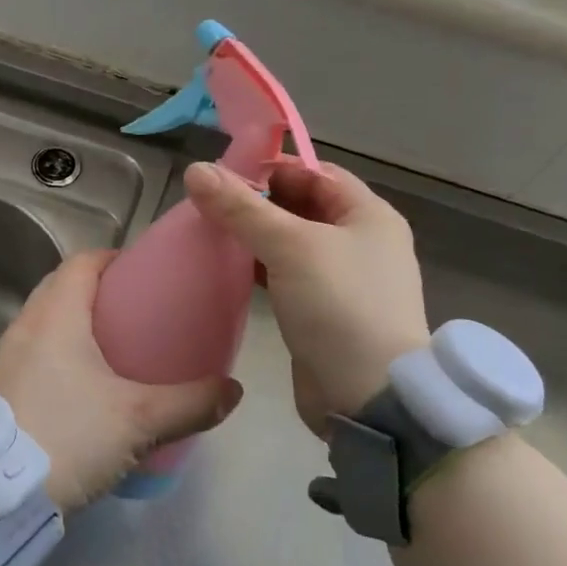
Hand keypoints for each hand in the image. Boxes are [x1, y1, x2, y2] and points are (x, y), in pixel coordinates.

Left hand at [0, 251, 241, 510]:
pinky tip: (76, 390)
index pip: (81, 263)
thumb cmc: (67, 438)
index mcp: (55, 317)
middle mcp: (23, 328)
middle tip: (133, 313)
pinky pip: (29, 354)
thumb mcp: (139, 421)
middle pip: (59, 288)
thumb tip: (233, 391)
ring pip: (41, 323)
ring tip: (108, 351)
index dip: (111, 260)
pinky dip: (53, 355)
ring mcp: (1, 360)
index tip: (140, 274)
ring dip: (71, 324)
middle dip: (94, 291)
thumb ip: (191, 403)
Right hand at [185, 159, 427, 432]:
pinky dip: (260, 268)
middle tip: (208, 203)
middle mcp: (361, 242)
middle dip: (257, 203)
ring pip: (291, 243)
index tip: (224, 173)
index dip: (272, 168)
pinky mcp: (324, 312)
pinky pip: (287, 276)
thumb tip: (196, 169)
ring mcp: (343, 280)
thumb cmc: (340, 305)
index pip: (316, 173)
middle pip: (302, 207)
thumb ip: (242, 208)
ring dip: (255, 236)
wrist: (369, 396)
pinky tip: (227, 268)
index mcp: (368, 215)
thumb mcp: (290, 246)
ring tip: (209, 232)